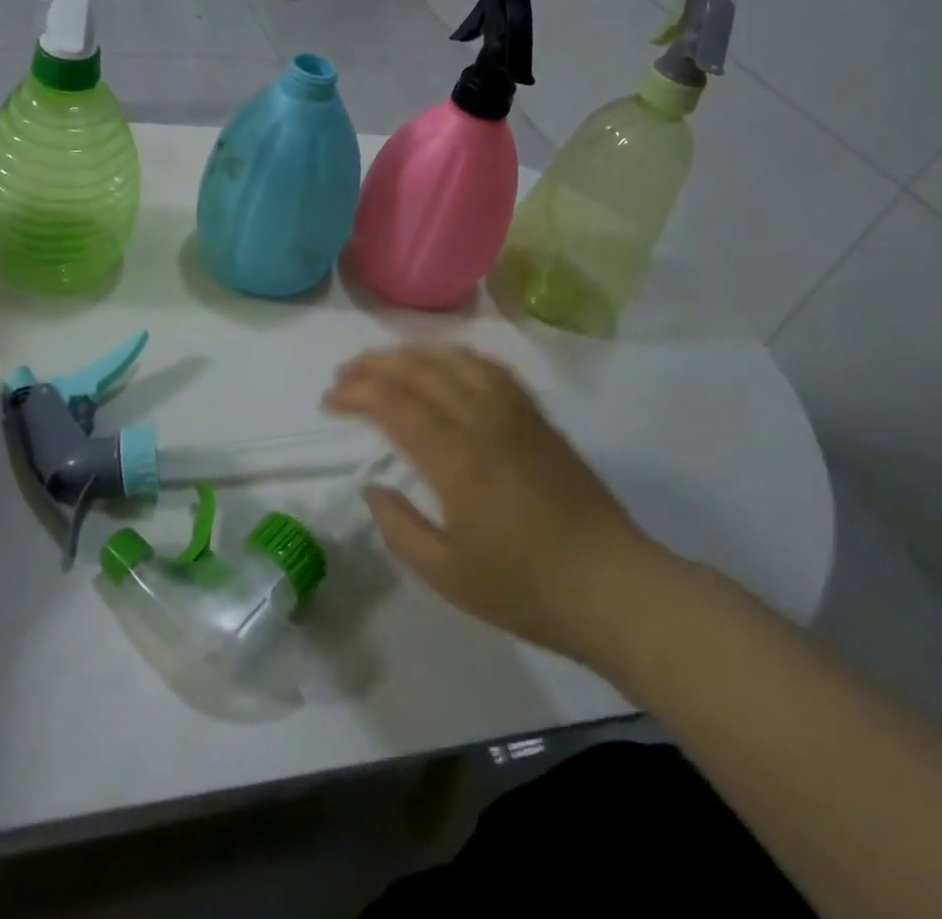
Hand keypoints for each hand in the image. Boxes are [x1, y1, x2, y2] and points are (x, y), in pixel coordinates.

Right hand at [323, 344, 666, 668]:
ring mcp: (514, 413)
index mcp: (455, 458)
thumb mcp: (448, 575)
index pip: (393, 404)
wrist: (612, 586)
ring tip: (384, 362)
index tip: (329, 400)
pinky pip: (490, 368)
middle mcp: (481, 420)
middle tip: (344, 375)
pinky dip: (457, 357)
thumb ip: (400, 529)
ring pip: (453, 360)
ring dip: (412, 354)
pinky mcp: (536, 416)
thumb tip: (374, 490)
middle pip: (418, 371)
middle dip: (373, 366)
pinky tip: (445, 364)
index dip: (355, 393)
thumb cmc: (527, 588)